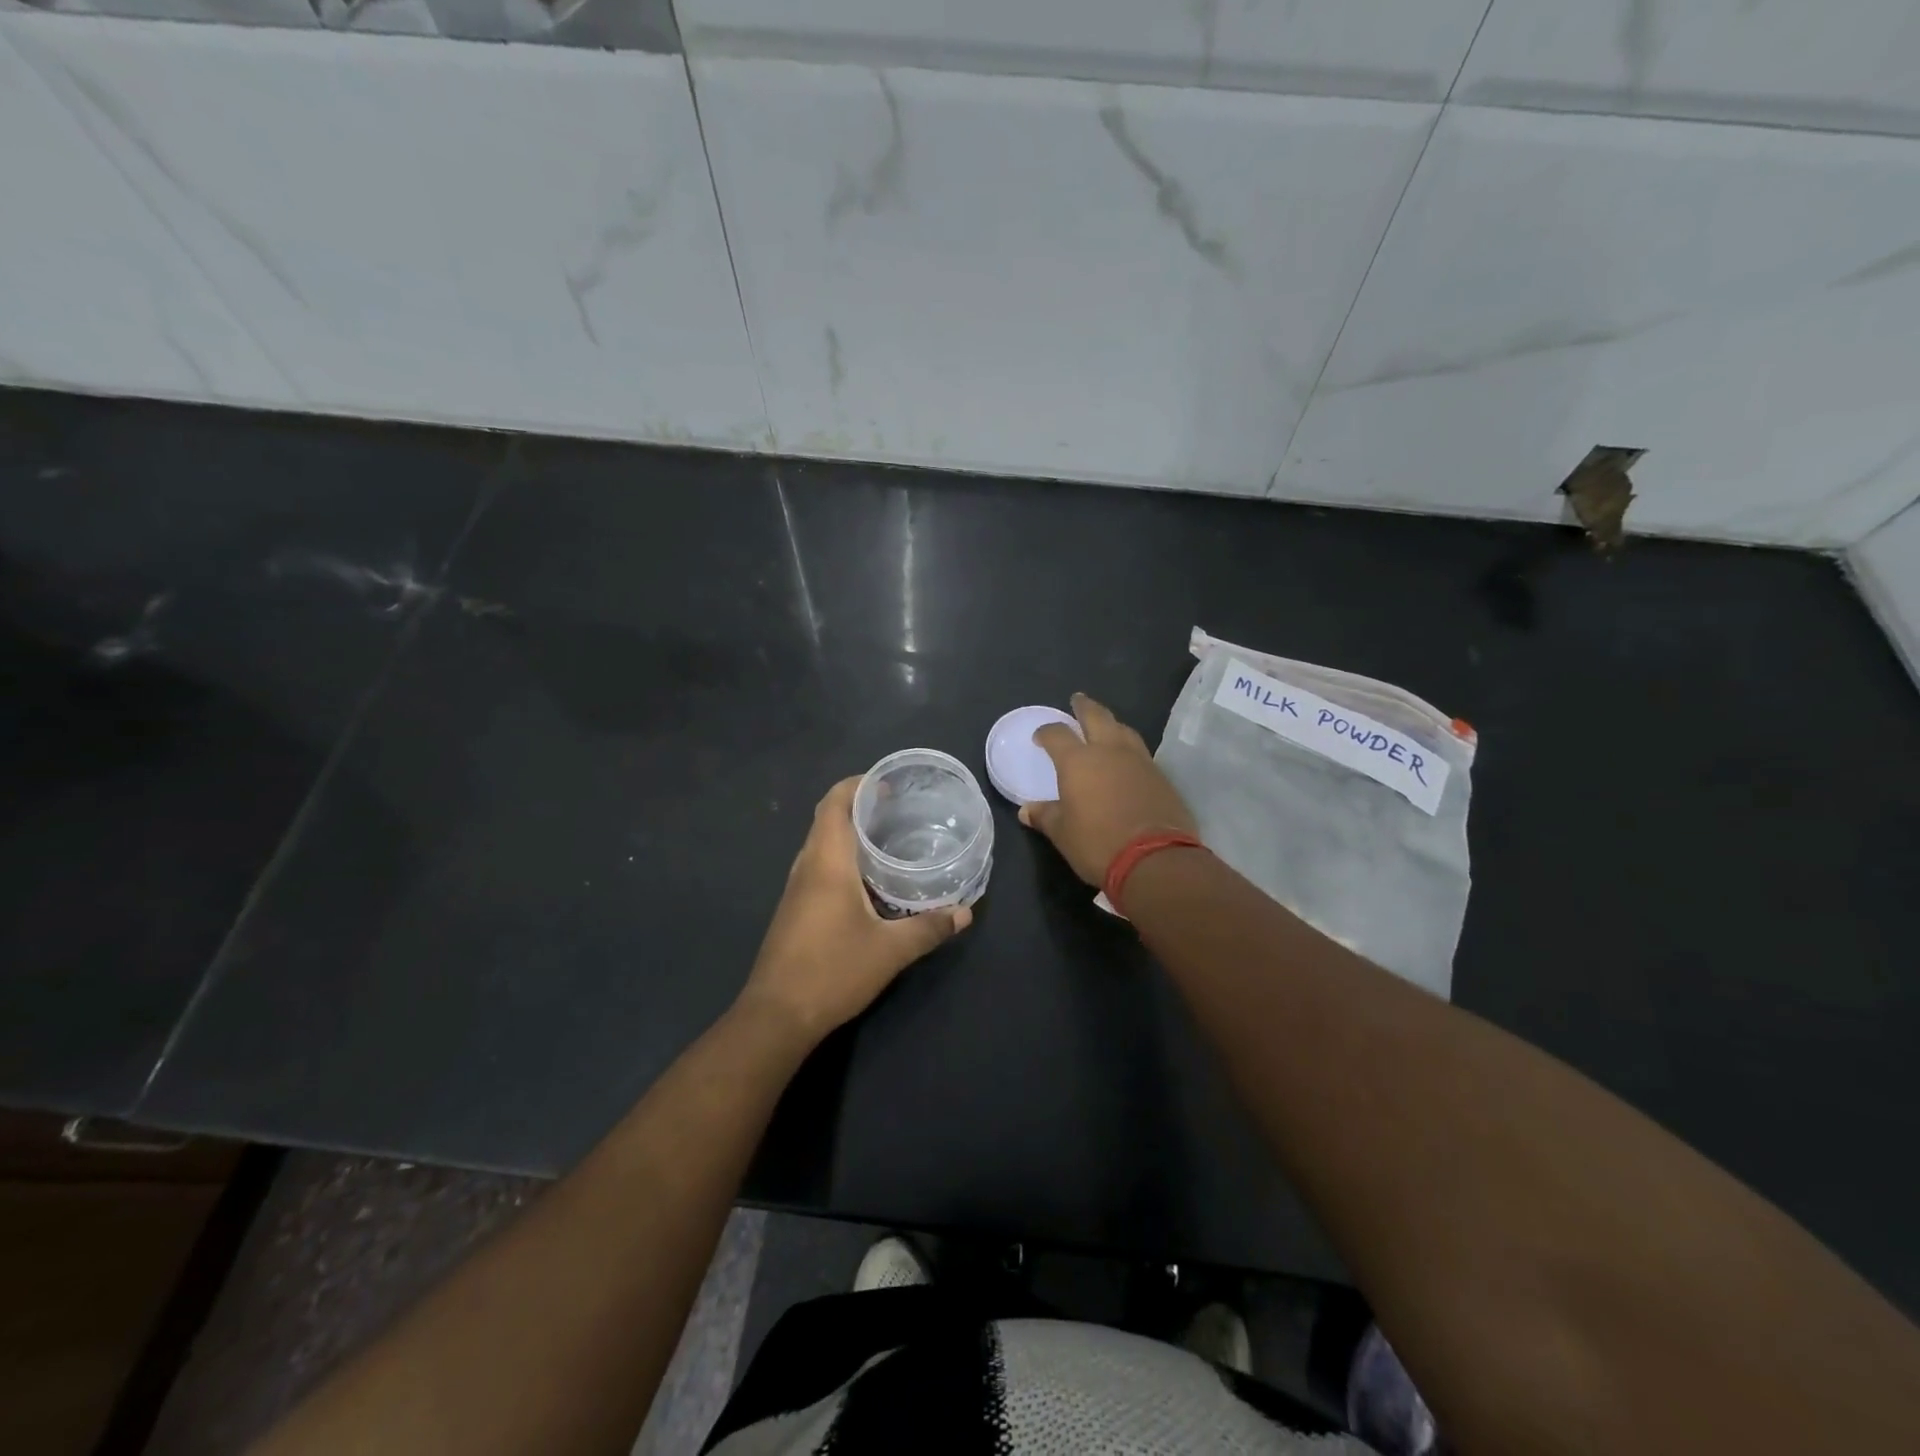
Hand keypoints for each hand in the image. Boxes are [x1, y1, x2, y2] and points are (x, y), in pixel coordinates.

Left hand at [738, 777, 971, 1043]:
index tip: (888, 784)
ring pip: (820, 843)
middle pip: (826, 818)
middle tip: (897, 807)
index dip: (858, 785)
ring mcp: (796, 889)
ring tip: (887, 836)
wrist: (776, 1015)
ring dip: (848, 831)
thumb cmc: (832, 970)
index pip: (834, 803)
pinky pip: (818, 865)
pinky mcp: (794, 909)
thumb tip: (965, 912)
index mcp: (827, 862)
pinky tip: (868, 878)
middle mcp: (807, 866)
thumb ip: (929, 927)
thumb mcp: (890, 950)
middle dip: (857, 805)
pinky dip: (841, 856)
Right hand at [1020, 693, 1197, 886]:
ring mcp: (1140, 761)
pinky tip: (1127, 759)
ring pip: (1124, 730)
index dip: (1046, 732)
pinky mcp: (1161, 776)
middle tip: (1077, 700)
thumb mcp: (1063, 834)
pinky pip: (1141, 752)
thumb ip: (1045, 816)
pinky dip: (1129, 749)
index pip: (1057, 734)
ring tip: (1105, 726)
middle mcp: (1109, 751)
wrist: (1155, 859)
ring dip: (1111, 724)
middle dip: (1084, 707)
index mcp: (1078, 761)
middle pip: (1097, 716)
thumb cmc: (1098, 843)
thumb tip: (1027, 811)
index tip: (1041, 736)